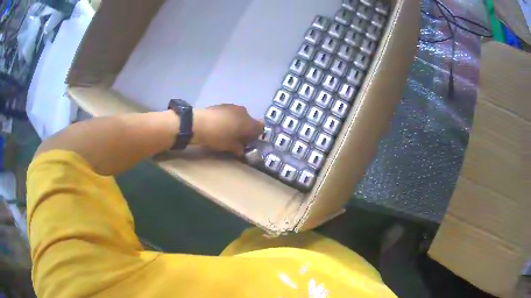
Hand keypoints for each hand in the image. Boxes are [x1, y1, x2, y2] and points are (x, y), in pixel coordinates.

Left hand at [192, 104, 263, 155]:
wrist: (199, 123)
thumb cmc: (218, 137)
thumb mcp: (230, 147)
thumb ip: (239, 148)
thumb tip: (241, 150)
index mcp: (249, 123)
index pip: (261, 128)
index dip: (256, 135)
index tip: (248, 142)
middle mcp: (244, 112)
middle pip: (249, 121)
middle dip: (245, 129)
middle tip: (237, 139)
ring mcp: (233, 107)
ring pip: (239, 116)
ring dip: (236, 124)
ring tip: (226, 132)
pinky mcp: (222, 105)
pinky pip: (230, 113)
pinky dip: (228, 119)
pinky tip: (219, 126)